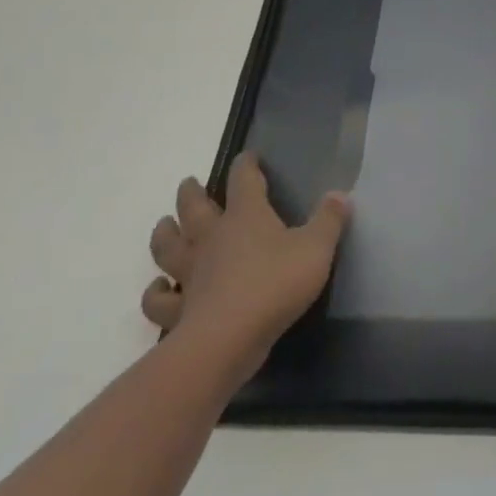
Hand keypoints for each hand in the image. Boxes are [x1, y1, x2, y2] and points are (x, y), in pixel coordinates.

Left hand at [141, 154, 350, 385]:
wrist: (228, 339)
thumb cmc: (276, 284)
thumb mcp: (316, 248)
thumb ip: (329, 220)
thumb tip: (340, 194)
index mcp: (246, 216)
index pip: (243, 180)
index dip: (245, 165)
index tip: (247, 156)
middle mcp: (212, 238)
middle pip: (194, 208)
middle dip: (192, 193)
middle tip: (189, 184)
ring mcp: (190, 273)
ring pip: (168, 247)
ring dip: (164, 234)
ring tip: (164, 226)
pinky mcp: (179, 309)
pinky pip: (159, 299)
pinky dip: (155, 292)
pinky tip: (159, 288)